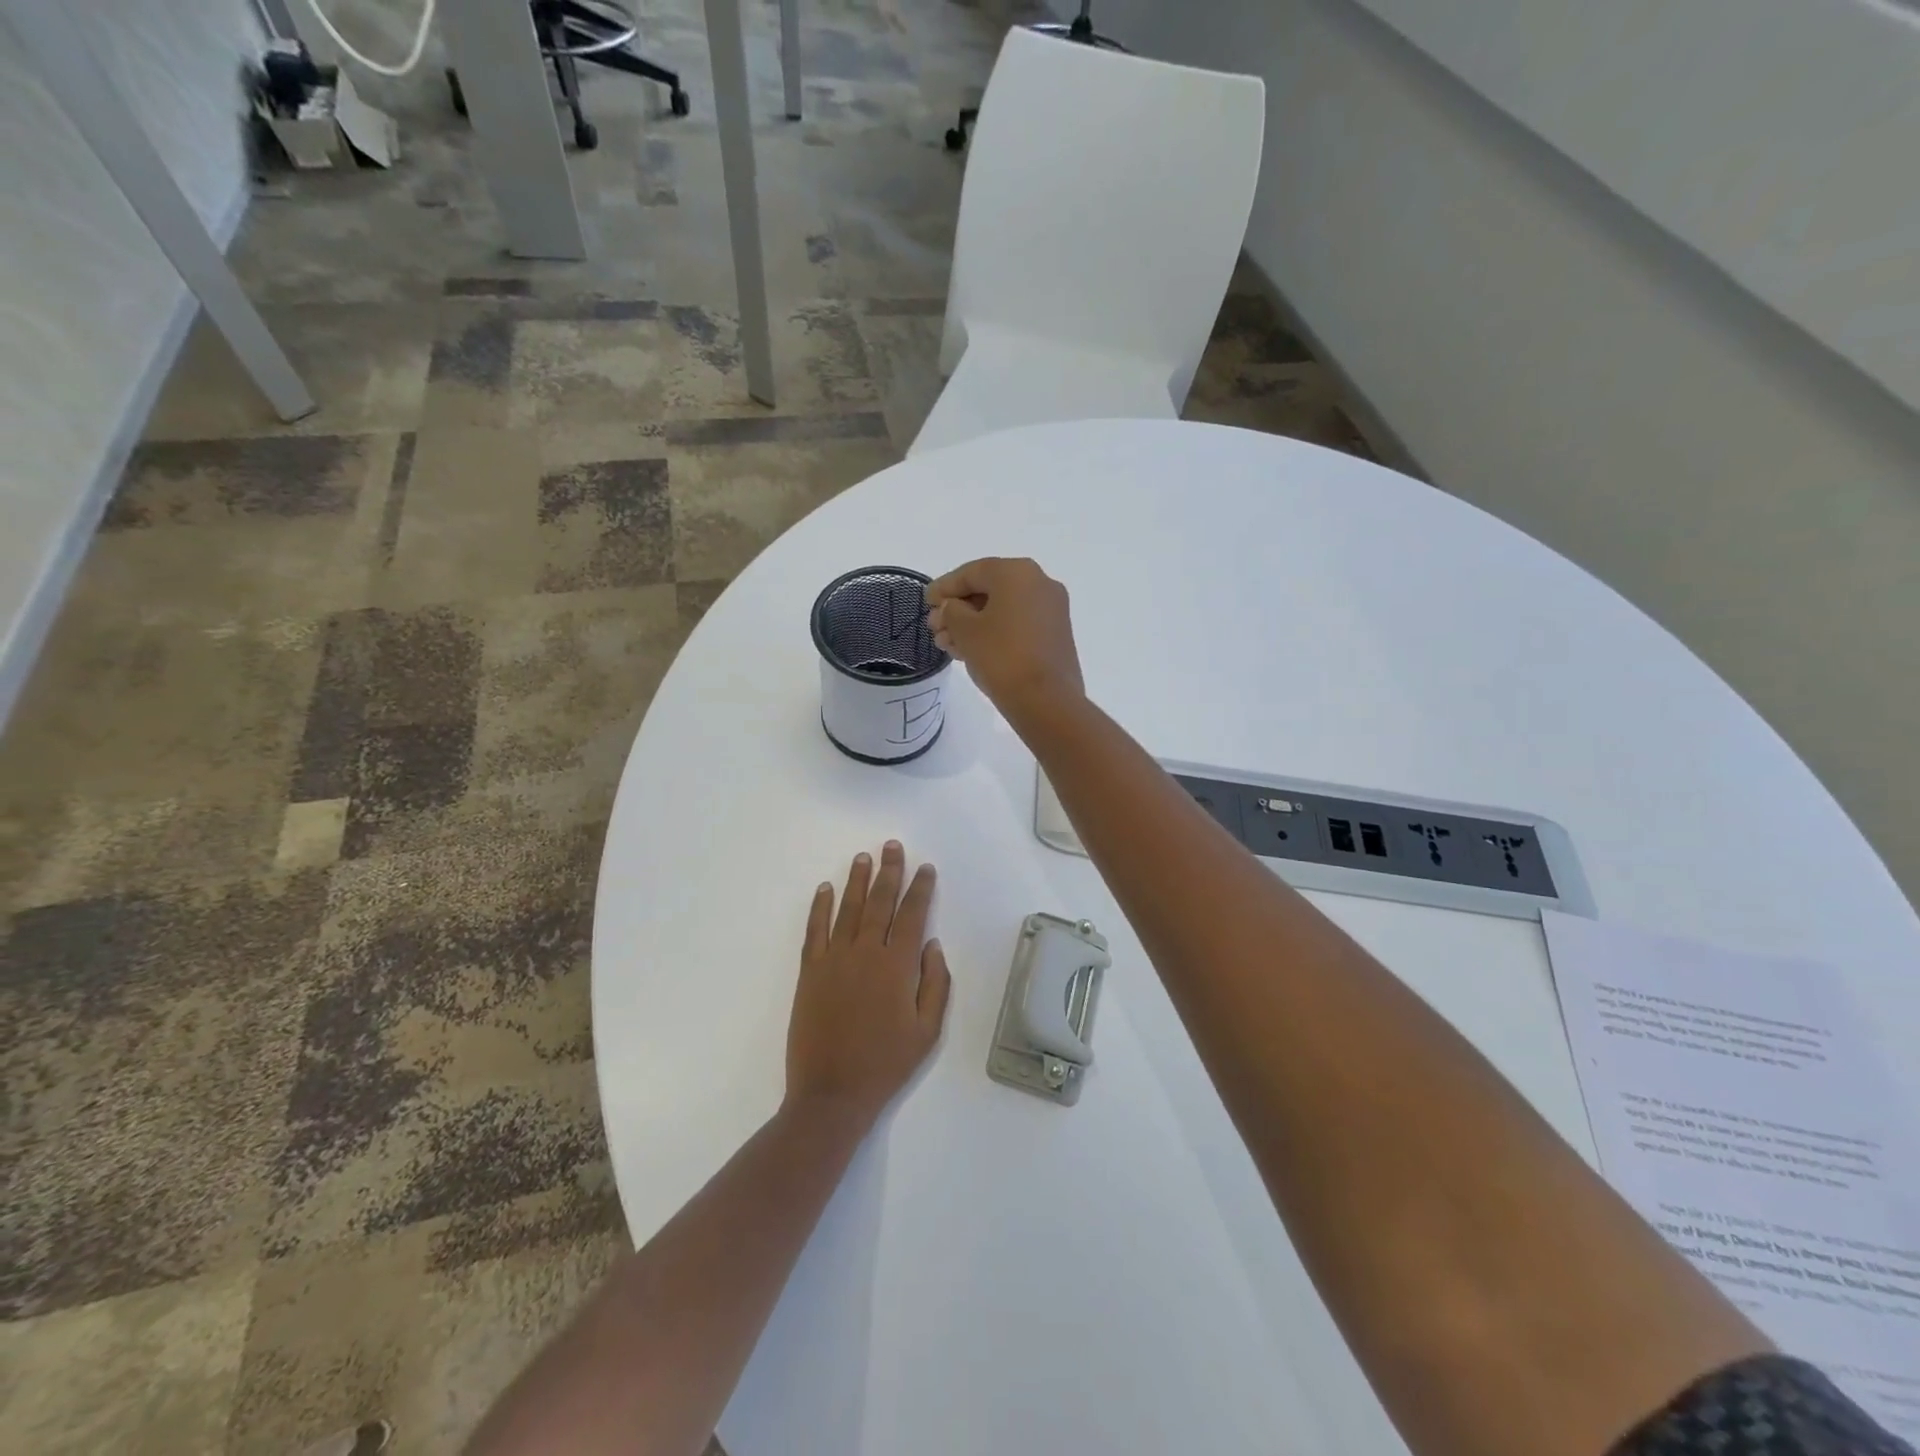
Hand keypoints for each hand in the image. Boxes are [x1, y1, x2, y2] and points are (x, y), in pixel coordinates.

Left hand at [786, 842, 951, 1127]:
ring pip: (848, 909)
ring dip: (857, 881)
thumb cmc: (886, 1064)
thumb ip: (935, 984)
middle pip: (880, 902)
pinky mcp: (810, 972)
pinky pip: (815, 930)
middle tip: (892, 846)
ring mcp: (834, 959)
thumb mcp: (927, 1031)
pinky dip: (819, 907)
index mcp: (897, 966)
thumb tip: (932, 945)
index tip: (925, 868)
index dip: (920, 889)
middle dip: (889, 871)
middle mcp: (865, 953)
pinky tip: (825, 889)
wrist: (831, 1094)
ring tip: (863, 857)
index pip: (912, 915)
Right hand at [924, 558, 1084, 726]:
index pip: (972, 572)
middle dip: (957, 609)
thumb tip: (951, 609)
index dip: (944, 587)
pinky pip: (1016, 624)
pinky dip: (993, 632)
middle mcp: (1039, 583)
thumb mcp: (965, 630)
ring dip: (972, 624)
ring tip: (946, 644)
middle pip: (988, 590)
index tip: (926, 602)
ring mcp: (1051, 610)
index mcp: (1017, 573)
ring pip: (1002, 610)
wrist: (1046, 700)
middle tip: (934, 627)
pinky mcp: (1054, 634)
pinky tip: (969, 650)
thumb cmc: (1001, 656)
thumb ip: (950, 611)